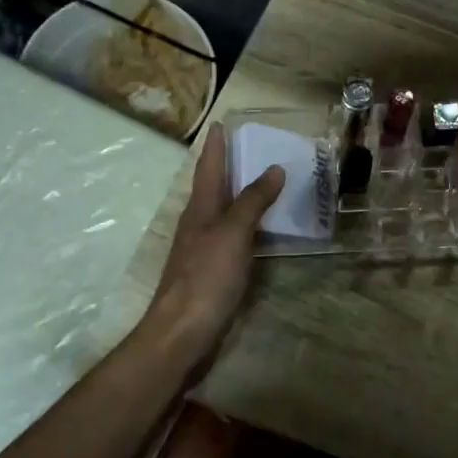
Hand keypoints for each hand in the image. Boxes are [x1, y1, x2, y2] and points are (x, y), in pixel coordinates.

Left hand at [142, 123, 283, 364]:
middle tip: (252, 147)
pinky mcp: (213, 273)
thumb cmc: (206, 278)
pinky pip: (234, 237)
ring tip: (264, 181)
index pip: (209, 168)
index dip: (216, 146)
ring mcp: (204, 250)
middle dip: (229, 166)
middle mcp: (199, 224)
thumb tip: (274, 168)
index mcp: (200, 209)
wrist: (182, 334)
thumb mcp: (232, 233)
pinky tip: (262, 229)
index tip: (221, 123)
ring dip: (240, 195)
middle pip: (214, 187)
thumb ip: (253, 201)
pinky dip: (248, 225)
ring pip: (224, 212)